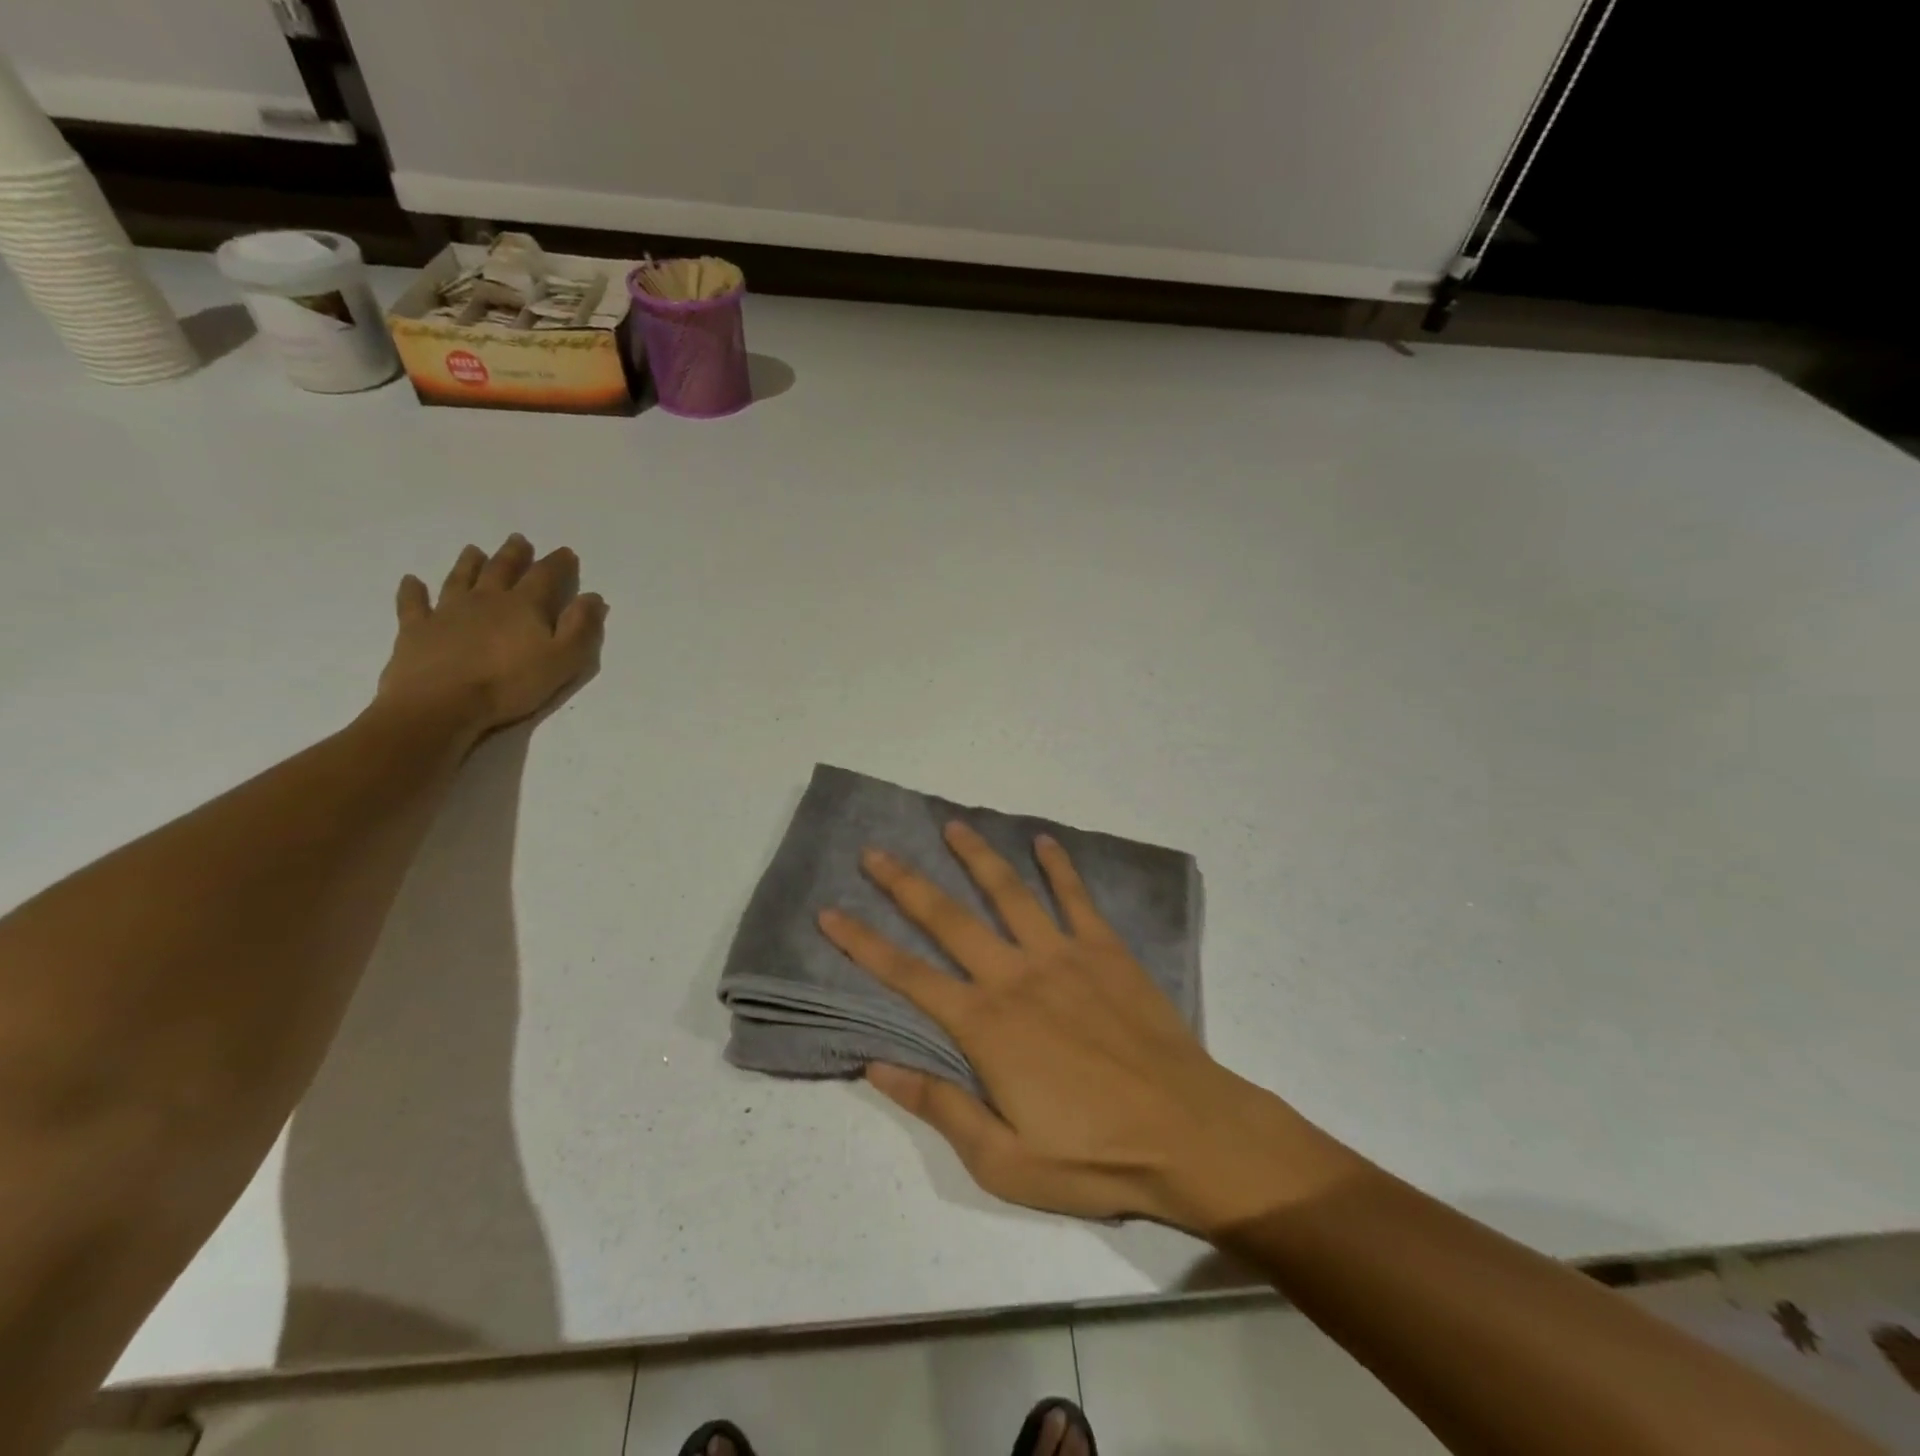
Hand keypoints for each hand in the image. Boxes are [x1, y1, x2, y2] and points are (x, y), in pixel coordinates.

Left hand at [375, 535, 607, 738]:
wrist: (441, 704)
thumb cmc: (510, 684)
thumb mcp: (563, 660)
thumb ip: (581, 627)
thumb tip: (592, 597)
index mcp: (523, 606)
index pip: (545, 576)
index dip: (557, 563)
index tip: (566, 552)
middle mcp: (485, 600)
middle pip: (501, 570)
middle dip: (513, 555)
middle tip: (518, 539)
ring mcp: (447, 612)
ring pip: (460, 579)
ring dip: (469, 564)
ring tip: (474, 550)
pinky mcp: (416, 629)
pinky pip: (413, 604)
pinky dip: (413, 591)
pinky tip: (411, 581)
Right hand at [818, 824, 1352, 1231]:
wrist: (1189, 1133)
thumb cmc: (1094, 1155)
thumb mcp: (1004, 1160)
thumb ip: (939, 1106)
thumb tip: (876, 1067)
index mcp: (985, 1026)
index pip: (908, 976)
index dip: (863, 944)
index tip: (830, 913)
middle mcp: (1015, 976)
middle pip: (949, 919)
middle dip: (906, 884)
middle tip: (875, 852)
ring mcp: (1063, 955)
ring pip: (1009, 892)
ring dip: (977, 856)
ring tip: (951, 826)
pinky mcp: (1106, 950)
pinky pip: (1076, 898)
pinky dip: (1059, 867)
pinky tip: (1043, 841)